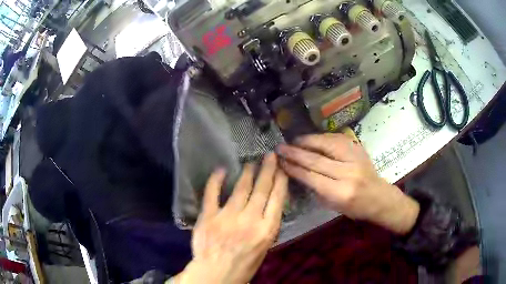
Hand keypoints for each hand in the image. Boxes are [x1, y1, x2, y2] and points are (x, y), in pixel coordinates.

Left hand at [175, 153, 287, 283]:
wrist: (215, 274)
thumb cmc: (244, 265)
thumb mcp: (264, 248)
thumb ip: (266, 227)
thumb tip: (268, 207)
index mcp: (267, 230)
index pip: (278, 199)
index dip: (280, 180)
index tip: (282, 167)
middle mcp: (250, 219)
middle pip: (262, 189)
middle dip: (267, 170)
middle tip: (269, 155)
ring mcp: (228, 216)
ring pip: (240, 188)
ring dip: (247, 173)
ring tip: (251, 162)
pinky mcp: (209, 216)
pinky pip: (212, 193)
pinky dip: (215, 180)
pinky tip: (220, 170)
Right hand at [276, 133, 418, 234]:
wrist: (379, 196)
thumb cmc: (355, 207)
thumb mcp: (332, 205)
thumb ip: (315, 188)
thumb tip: (298, 171)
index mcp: (340, 192)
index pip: (311, 176)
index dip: (294, 168)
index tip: (280, 161)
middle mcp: (347, 173)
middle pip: (316, 159)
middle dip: (295, 152)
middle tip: (280, 147)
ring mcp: (354, 158)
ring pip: (326, 144)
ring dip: (307, 141)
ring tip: (294, 141)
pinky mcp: (358, 148)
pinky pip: (336, 139)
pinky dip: (321, 137)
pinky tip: (311, 138)